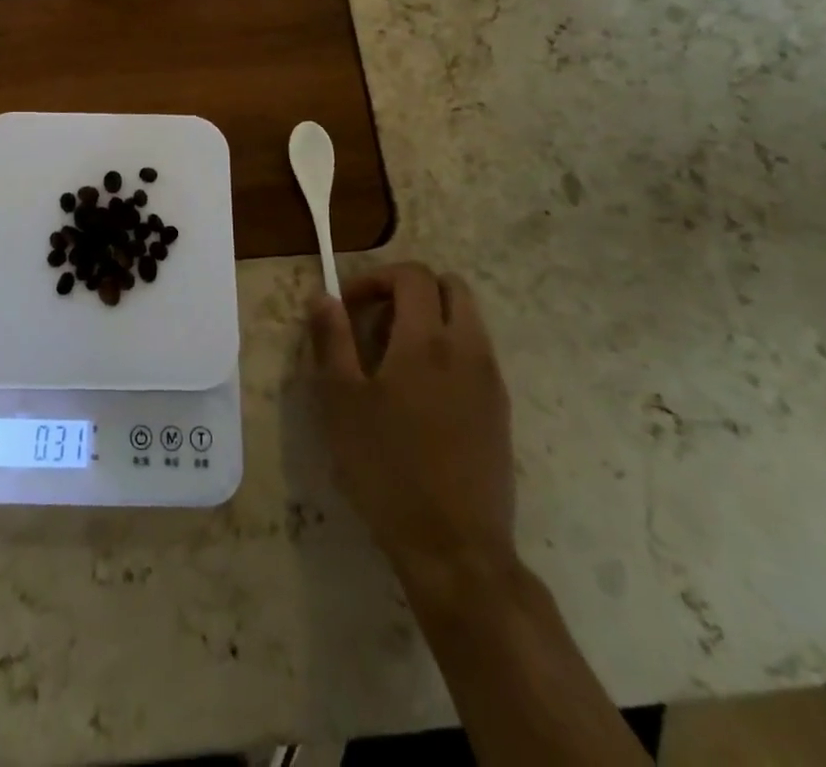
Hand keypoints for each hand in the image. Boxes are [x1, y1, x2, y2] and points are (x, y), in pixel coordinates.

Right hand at [310, 263, 517, 612]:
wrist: (456, 550)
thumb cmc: (387, 469)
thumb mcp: (342, 401)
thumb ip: (332, 339)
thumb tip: (324, 296)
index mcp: (427, 341)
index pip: (412, 275)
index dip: (376, 278)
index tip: (348, 306)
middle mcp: (468, 350)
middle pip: (451, 286)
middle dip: (410, 289)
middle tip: (375, 320)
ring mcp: (491, 381)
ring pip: (469, 319)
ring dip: (432, 317)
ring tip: (394, 356)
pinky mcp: (501, 411)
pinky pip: (477, 353)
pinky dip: (449, 348)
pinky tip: (419, 392)